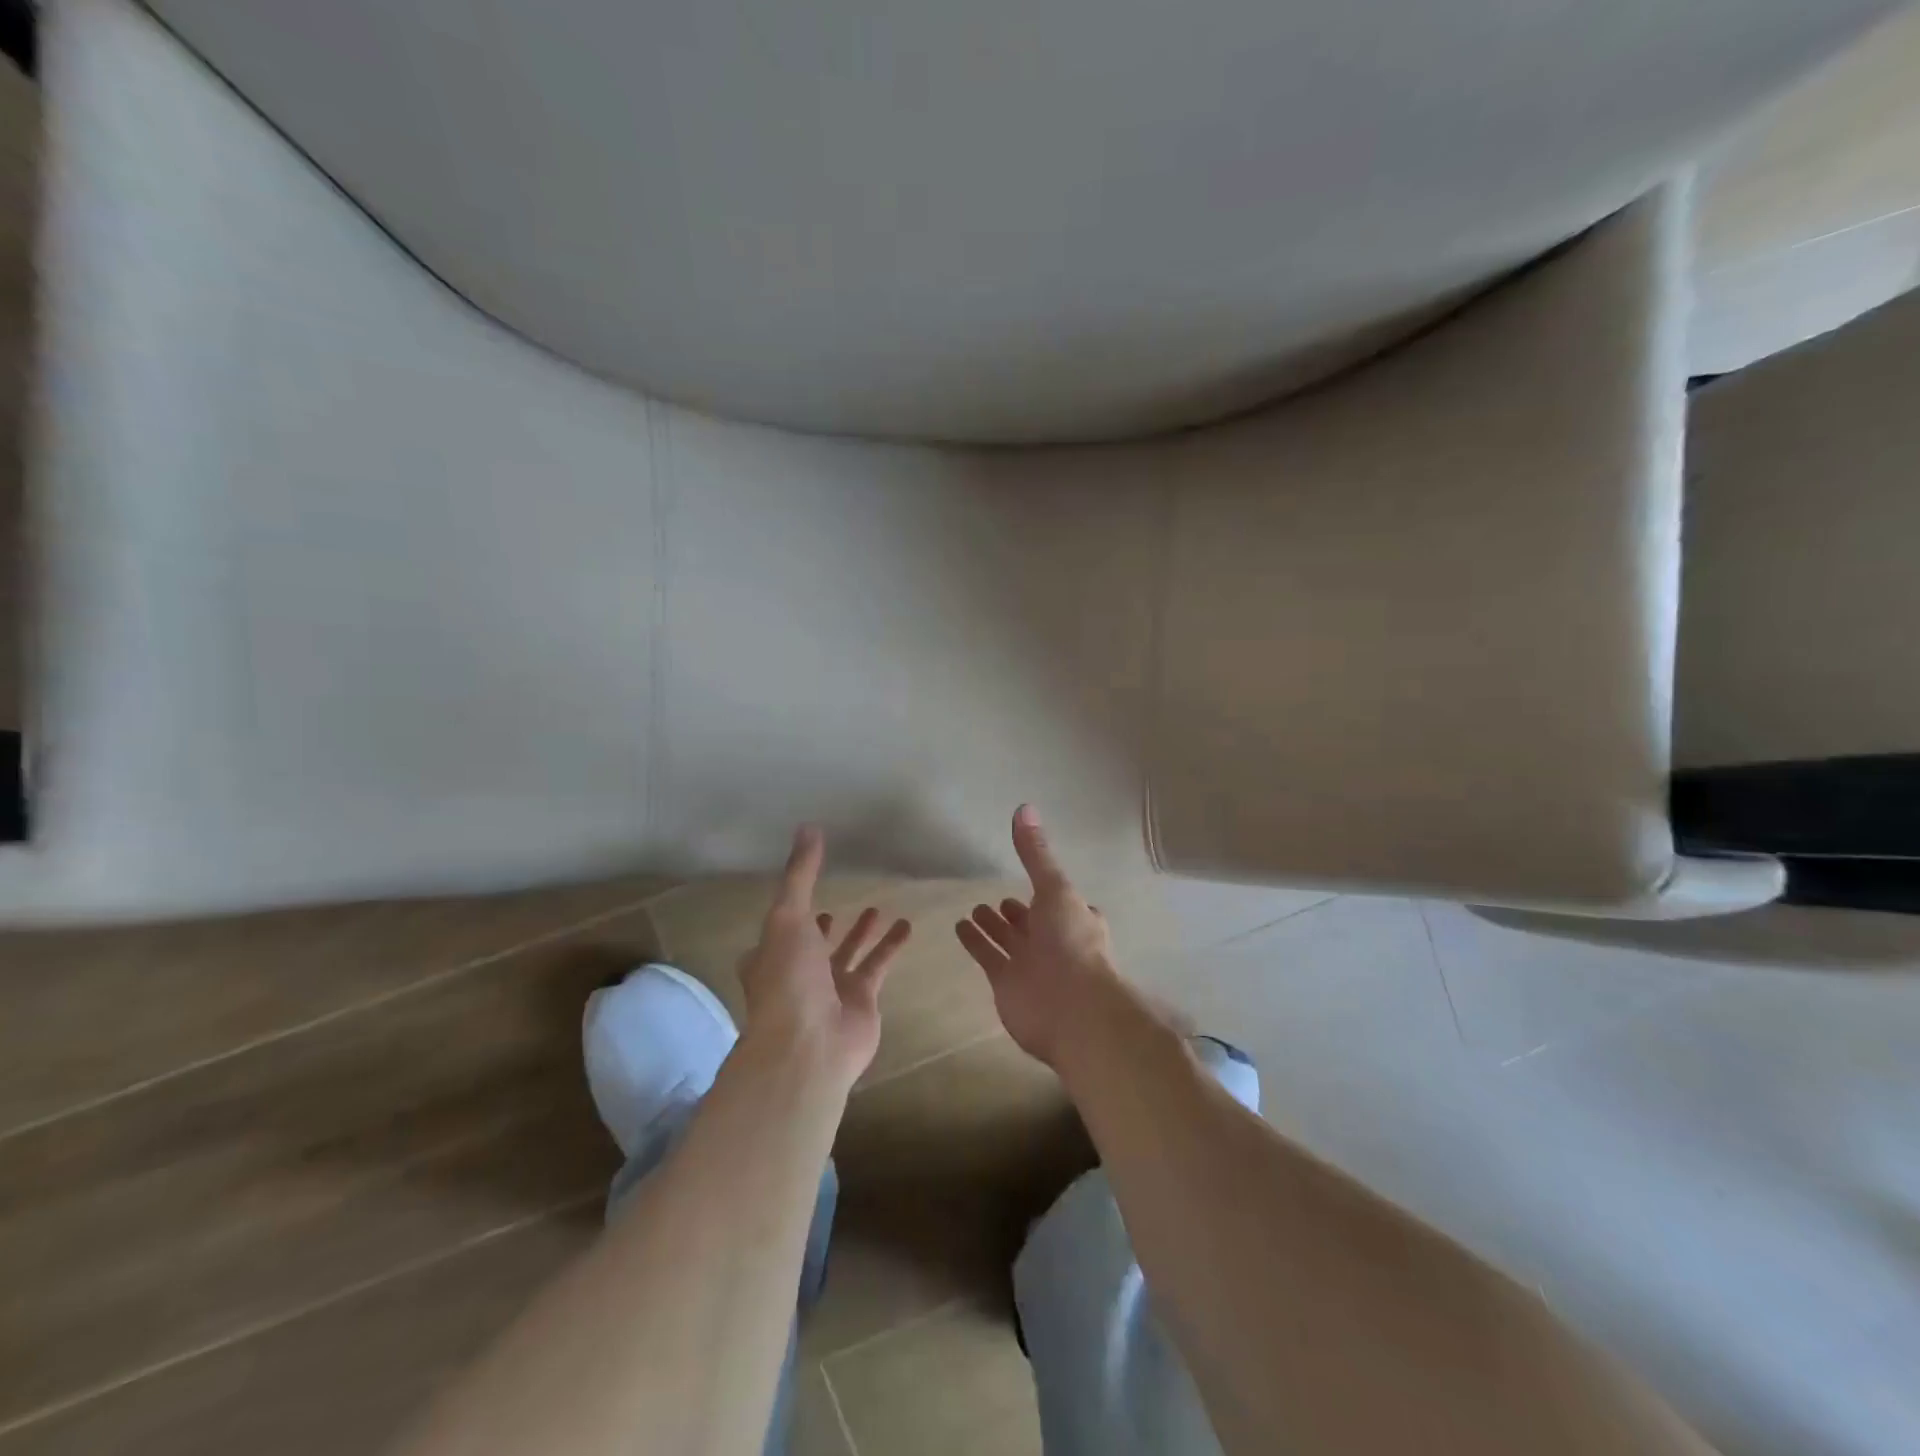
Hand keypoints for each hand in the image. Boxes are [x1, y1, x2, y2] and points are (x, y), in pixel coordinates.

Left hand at [738, 826, 911, 1090]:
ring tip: (876, 907)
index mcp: (770, 955)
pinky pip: (878, 965)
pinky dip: (891, 946)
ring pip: (848, 954)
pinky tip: (907, 925)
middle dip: (823, 927)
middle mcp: (798, 971)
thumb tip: (808, 827)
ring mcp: (830, 988)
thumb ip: (801, 874)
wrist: (809, 1045)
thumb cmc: (788, 979)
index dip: (787, 914)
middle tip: (836, 905)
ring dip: (861, 933)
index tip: (799, 895)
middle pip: (813, 944)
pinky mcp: (862, 999)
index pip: (777, 930)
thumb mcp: (788, 917)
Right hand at [955, 804, 1120, 1067]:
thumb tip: (1024, 806)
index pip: (1061, 903)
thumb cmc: (1071, 942)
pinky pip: (989, 957)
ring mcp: (1030, 965)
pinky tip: (960, 927)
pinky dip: (976, 943)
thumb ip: (1036, 853)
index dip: (1047, 894)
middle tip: (997, 901)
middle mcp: (1054, 941)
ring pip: (1008, 941)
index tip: (1032, 882)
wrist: (1072, 1009)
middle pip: (1032, 924)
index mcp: (1074, 918)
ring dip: (994, 927)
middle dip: (1017, 913)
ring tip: (974, 909)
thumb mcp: (1055, 887)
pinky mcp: (1007, 984)